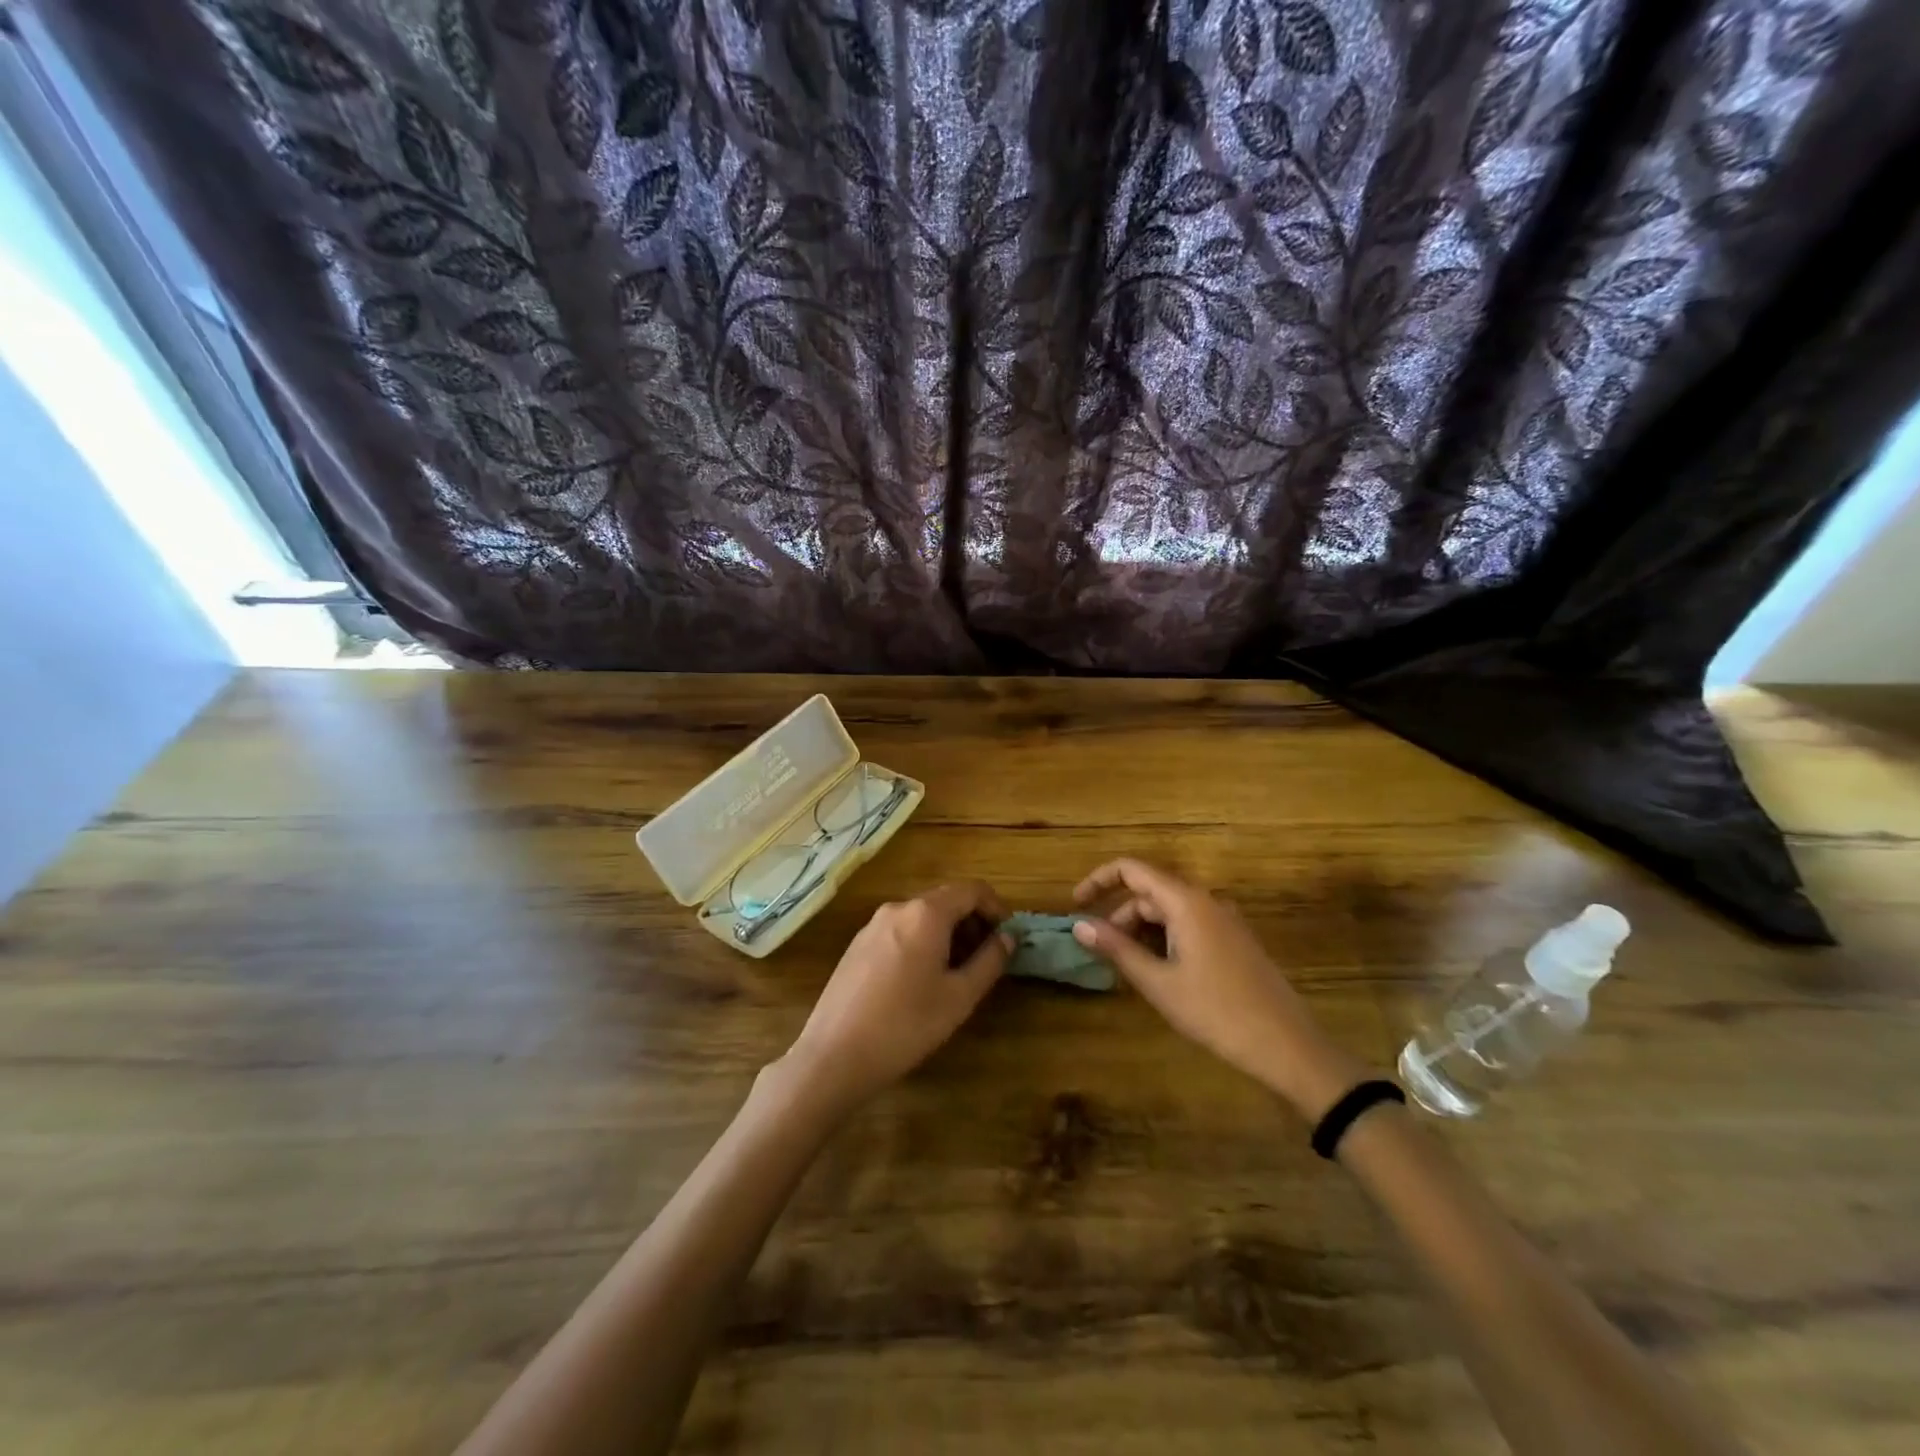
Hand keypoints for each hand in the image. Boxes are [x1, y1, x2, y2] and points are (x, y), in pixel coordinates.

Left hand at [782, 882, 1011, 1112]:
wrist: (834, 1055)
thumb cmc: (906, 1025)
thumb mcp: (959, 997)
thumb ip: (989, 961)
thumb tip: (1008, 937)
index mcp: (926, 914)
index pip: (972, 890)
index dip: (997, 907)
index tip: (1008, 936)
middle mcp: (898, 908)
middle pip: (946, 900)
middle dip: (973, 921)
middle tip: (988, 957)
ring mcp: (872, 925)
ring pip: (922, 917)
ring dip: (948, 933)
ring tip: (958, 972)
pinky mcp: (857, 946)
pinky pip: (900, 931)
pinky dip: (922, 941)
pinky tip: (922, 980)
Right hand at [1072, 859, 1365, 1118]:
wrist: (1287, 1047)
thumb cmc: (1216, 1012)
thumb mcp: (1158, 983)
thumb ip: (1117, 949)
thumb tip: (1079, 924)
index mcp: (1186, 901)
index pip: (1131, 869)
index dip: (1099, 881)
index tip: (1075, 905)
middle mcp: (1206, 900)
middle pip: (1150, 893)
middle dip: (1120, 917)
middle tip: (1102, 954)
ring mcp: (1225, 920)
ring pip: (1170, 912)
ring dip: (1142, 932)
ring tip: (1129, 970)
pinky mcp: (1235, 941)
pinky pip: (1189, 926)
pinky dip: (1165, 940)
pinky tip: (1160, 974)